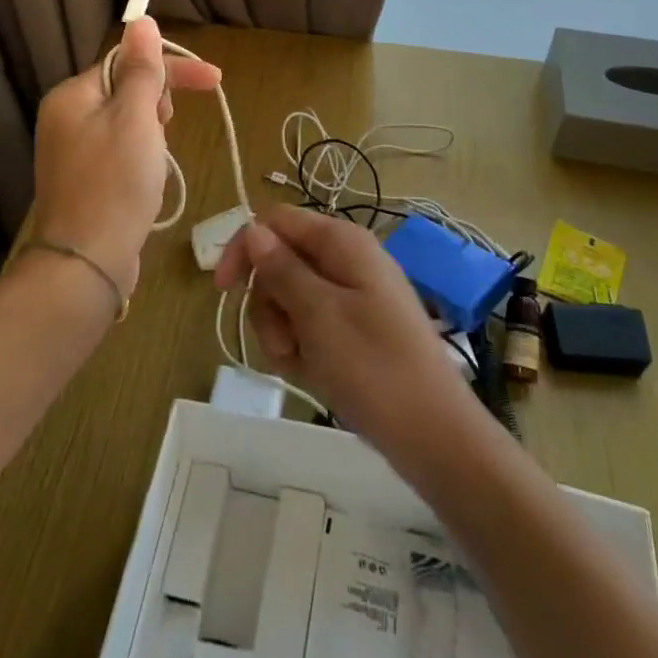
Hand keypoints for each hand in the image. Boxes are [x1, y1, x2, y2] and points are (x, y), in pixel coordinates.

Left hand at [29, 16, 221, 298]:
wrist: (86, 265)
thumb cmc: (115, 184)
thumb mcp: (136, 118)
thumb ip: (141, 69)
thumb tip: (141, 19)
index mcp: (72, 95)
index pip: (128, 62)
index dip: (172, 68)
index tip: (215, 79)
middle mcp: (65, 118)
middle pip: (125, 89)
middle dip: (158, 103)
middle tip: (167, 129)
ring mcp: (72, 152)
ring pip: (127, 122)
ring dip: (153, 132)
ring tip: (158, 161)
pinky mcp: (83, 181)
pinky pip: (120, 150)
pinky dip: (141, 156)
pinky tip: (149, 179)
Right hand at [214, 208, 477, 453]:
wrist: (434, 436)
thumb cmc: (374, 367)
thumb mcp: (318, 315)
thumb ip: (282, 269)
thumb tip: (254, 230)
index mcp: (341, 242)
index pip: (276, 222)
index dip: (245, 248)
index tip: (223, 291)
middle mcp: (346, 260)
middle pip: (280, 262)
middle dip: (268, 304)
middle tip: (283, 343)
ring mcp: (352, 296)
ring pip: (290, 298)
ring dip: (282, 332)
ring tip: (300, 365)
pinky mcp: (355, 329)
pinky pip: (311, 326)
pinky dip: (302, 348)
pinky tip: (313, 374)